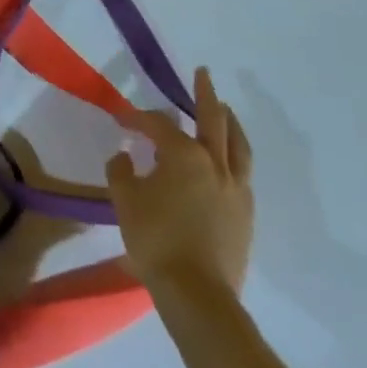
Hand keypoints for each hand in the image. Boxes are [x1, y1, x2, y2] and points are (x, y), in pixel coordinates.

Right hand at [106, 66, 253, 299]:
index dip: (136, 118)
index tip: (120, 120)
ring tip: (225, 110)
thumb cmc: (156, 239)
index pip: (158, 124)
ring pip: (238, 144)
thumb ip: (121, 171)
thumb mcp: (124, 200)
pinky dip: (235, 155)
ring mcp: (236, 189)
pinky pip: (243, 172)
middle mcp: (214, 163)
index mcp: (184, 154)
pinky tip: (227, 160)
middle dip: (205, 93)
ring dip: (230, 122)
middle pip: (213, 119)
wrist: (198, 294)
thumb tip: (125, 155)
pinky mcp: (246, 214)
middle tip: (203, 73)